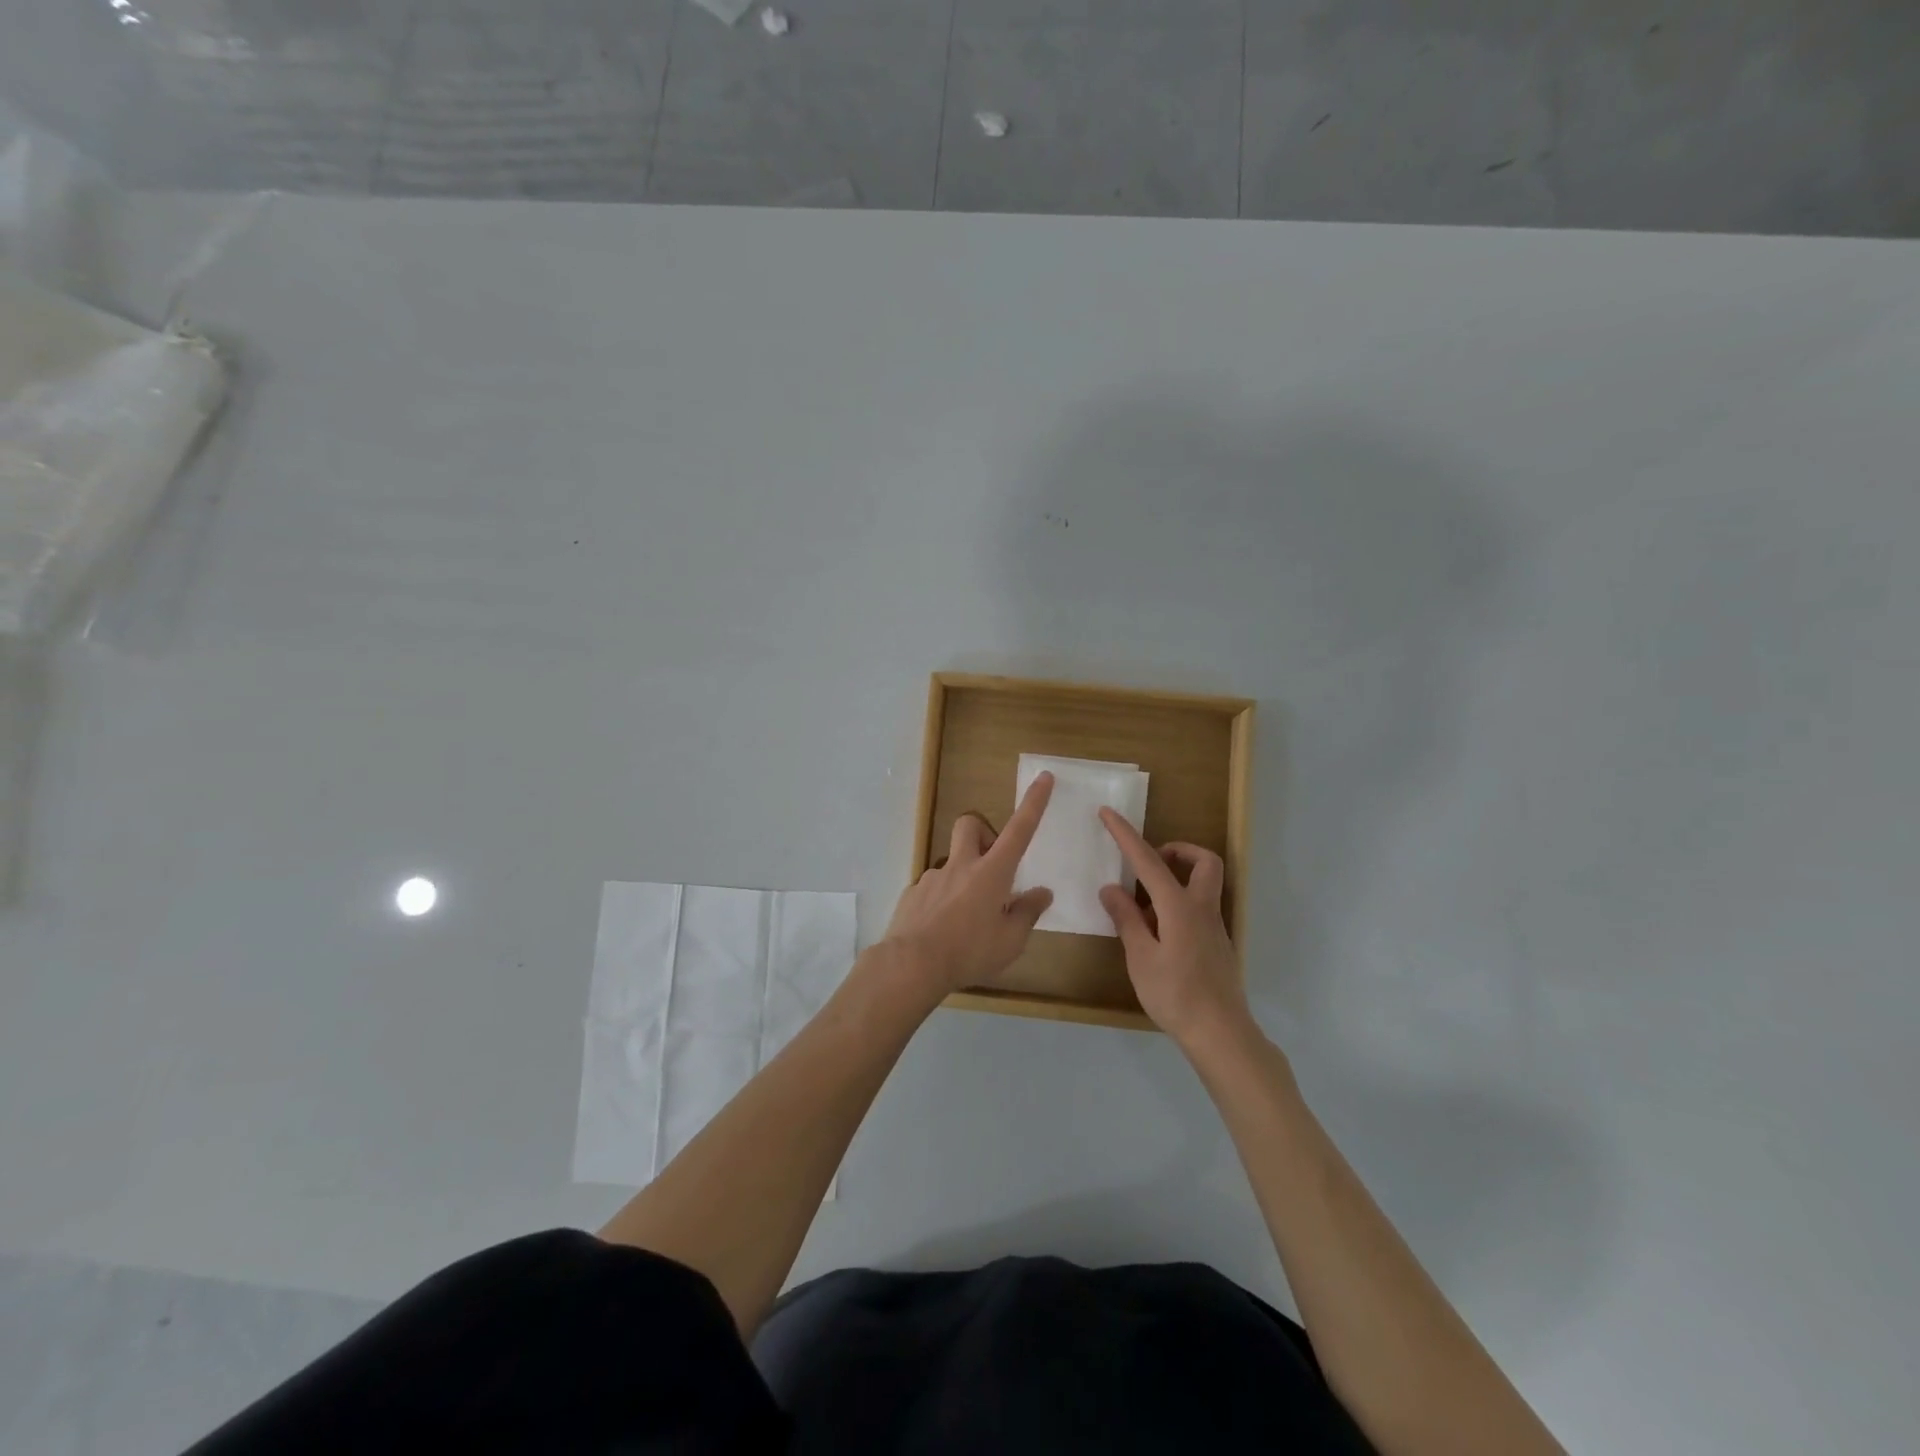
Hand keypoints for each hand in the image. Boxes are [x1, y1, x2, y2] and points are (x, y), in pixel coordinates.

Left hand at [884, 772, 1055, 994]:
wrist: (911, 964)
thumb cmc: (969, 952)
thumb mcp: (1010, 941)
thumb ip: (1027, 914)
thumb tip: (1042, 893)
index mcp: (992, 873)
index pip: (1019, 830)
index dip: (1034, 803)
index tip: (1043, 777)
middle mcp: (961, 866)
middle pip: (970, 825)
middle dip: (983, 832)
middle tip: (990, 863)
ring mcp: (933, 877)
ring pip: (951, 862)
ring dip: (962, 878)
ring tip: (966, 918)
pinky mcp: (913, 893)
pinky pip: (933, 888)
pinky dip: (942, 901)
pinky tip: (941, 930)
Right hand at [1098, 811, 1250, 1048]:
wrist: (1220, 1033)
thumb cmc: (1175, 995)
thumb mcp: (1141, 957)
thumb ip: (1127, 919)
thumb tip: (1111, 889)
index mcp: (1179, 907)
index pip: (1149, 861)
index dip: (1126, 835)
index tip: (1108, 813)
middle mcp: (1201, 909)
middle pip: (1203, 862)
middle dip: (1178, 851)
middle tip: (1150, 863)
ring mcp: (1214, 927)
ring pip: (1204, 885)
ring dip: (1177, 879)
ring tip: (1144, 907)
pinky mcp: (1217, 945)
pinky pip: (1199, 909)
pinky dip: (1178, 906)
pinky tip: (1157, 935)